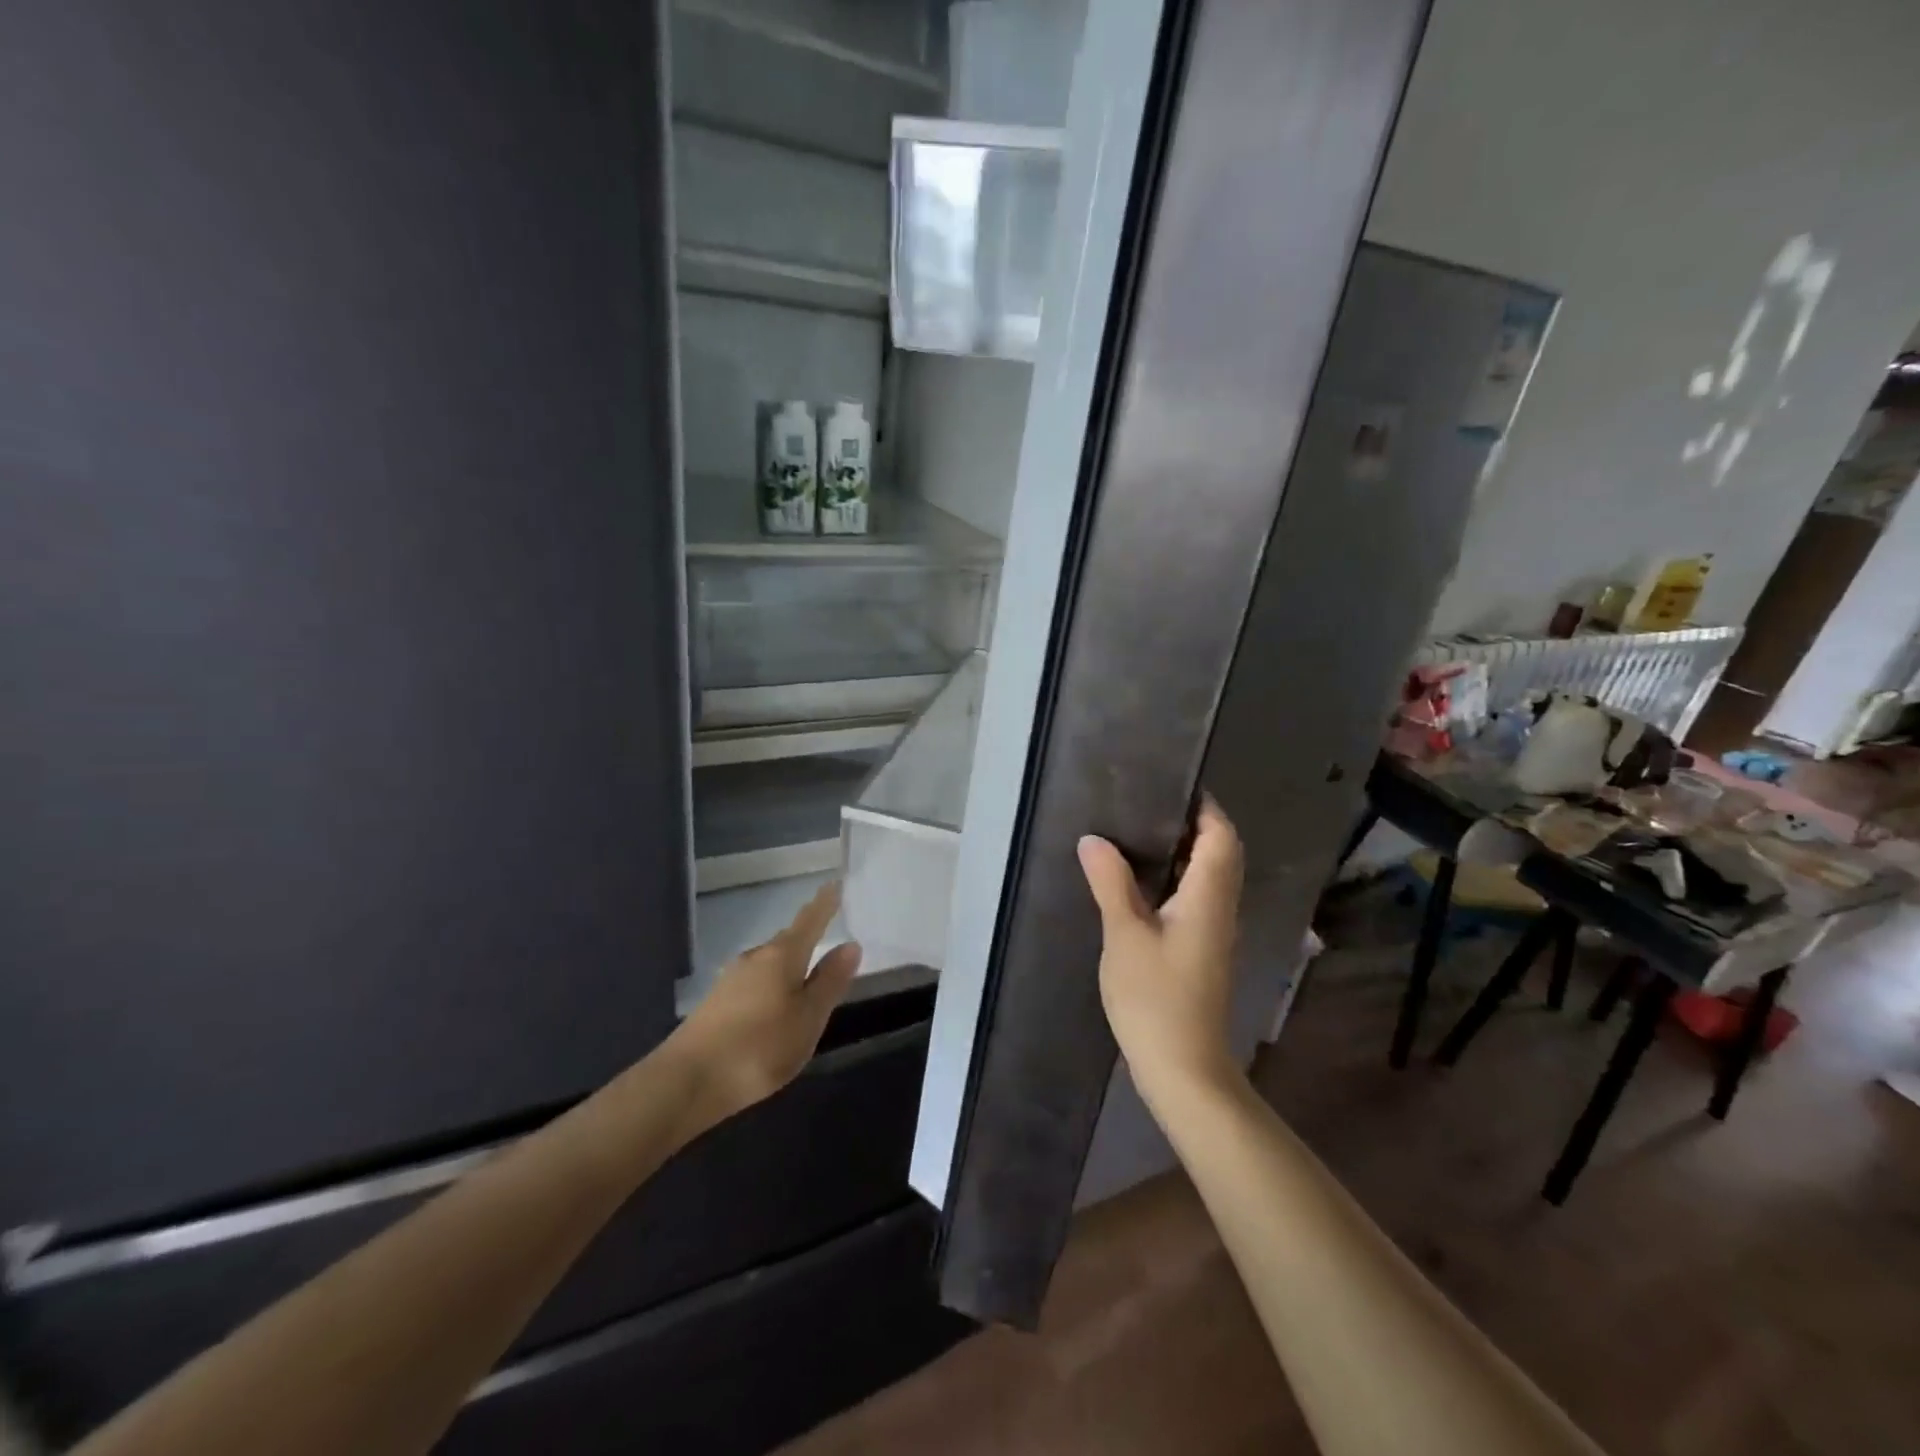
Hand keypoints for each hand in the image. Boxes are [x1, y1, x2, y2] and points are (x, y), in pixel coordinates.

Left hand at [670, 883, 861, 1124]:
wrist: (686, 1081)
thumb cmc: (759, 1047)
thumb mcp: (808, 1018)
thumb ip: (830, 981)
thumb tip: (850, 945)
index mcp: (782, 956)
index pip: (809, 920)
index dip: (824, 903)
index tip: (834, 883)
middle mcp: (755, 958)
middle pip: (787, 940)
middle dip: (807, 935)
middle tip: (826, 930)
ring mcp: (731, 980)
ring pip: (769, 962)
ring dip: (789, 963)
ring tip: (805, 973)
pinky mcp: (716, 1004)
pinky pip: (754, 982)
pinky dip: (771, 984)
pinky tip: (774, 1005)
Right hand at [1078, 797, 1244, 1110]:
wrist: (1184, 1069)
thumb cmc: (1155, 999)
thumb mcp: (1124, 936)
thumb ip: (1111, 884)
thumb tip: (1094, 840)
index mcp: (1207, 898)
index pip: (1221, 837)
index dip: (1206, 808)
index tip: (1174, 785)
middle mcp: (1220, 909)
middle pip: (1222, 854)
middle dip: (1196, 825)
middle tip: (1151, 804)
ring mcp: (1214, 933)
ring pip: (1211, 877)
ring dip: (1187, 851)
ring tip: (1143, 833)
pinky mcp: (1203, 952)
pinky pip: (1199, 898)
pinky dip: (1179, 878)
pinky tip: (1145, 882)